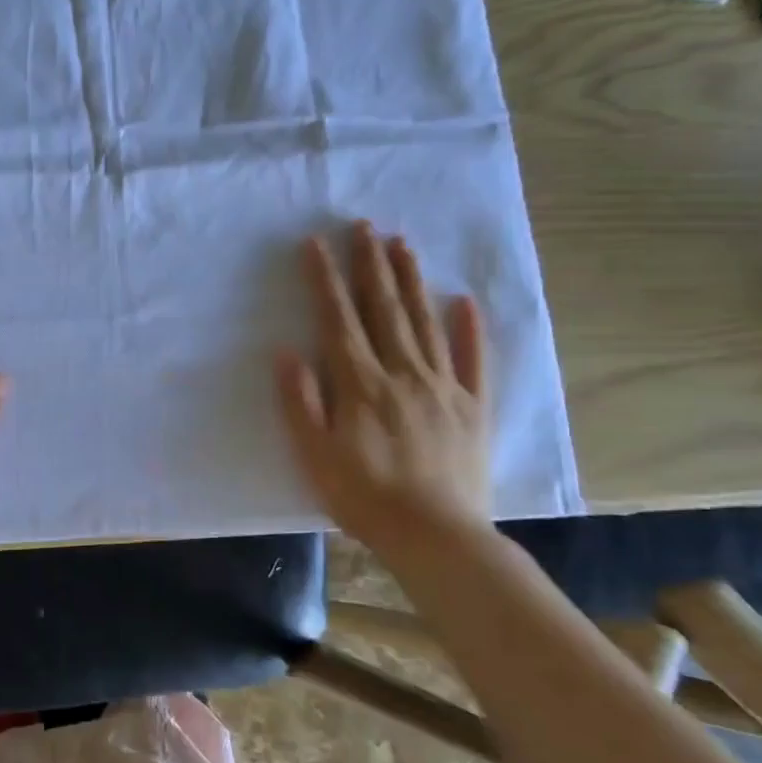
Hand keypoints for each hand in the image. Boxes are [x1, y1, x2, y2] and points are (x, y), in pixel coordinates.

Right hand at [275, 221, 491, 554]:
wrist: (436, 536)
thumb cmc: (364, 497)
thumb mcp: (315, 455)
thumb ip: (301, 402)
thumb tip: (288, 352)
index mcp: (361, 384)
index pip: (339, 320)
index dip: (326, 280)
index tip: (317, 244)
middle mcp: (403, 373)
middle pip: (384, 309)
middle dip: (371, 264)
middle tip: (365, 225)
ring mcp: (443, 387)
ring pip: (424, 322)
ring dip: (412, 281)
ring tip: (403, 245)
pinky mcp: (472, 406)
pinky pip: (473, 360)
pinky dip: (468, 329)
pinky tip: (463, 301)